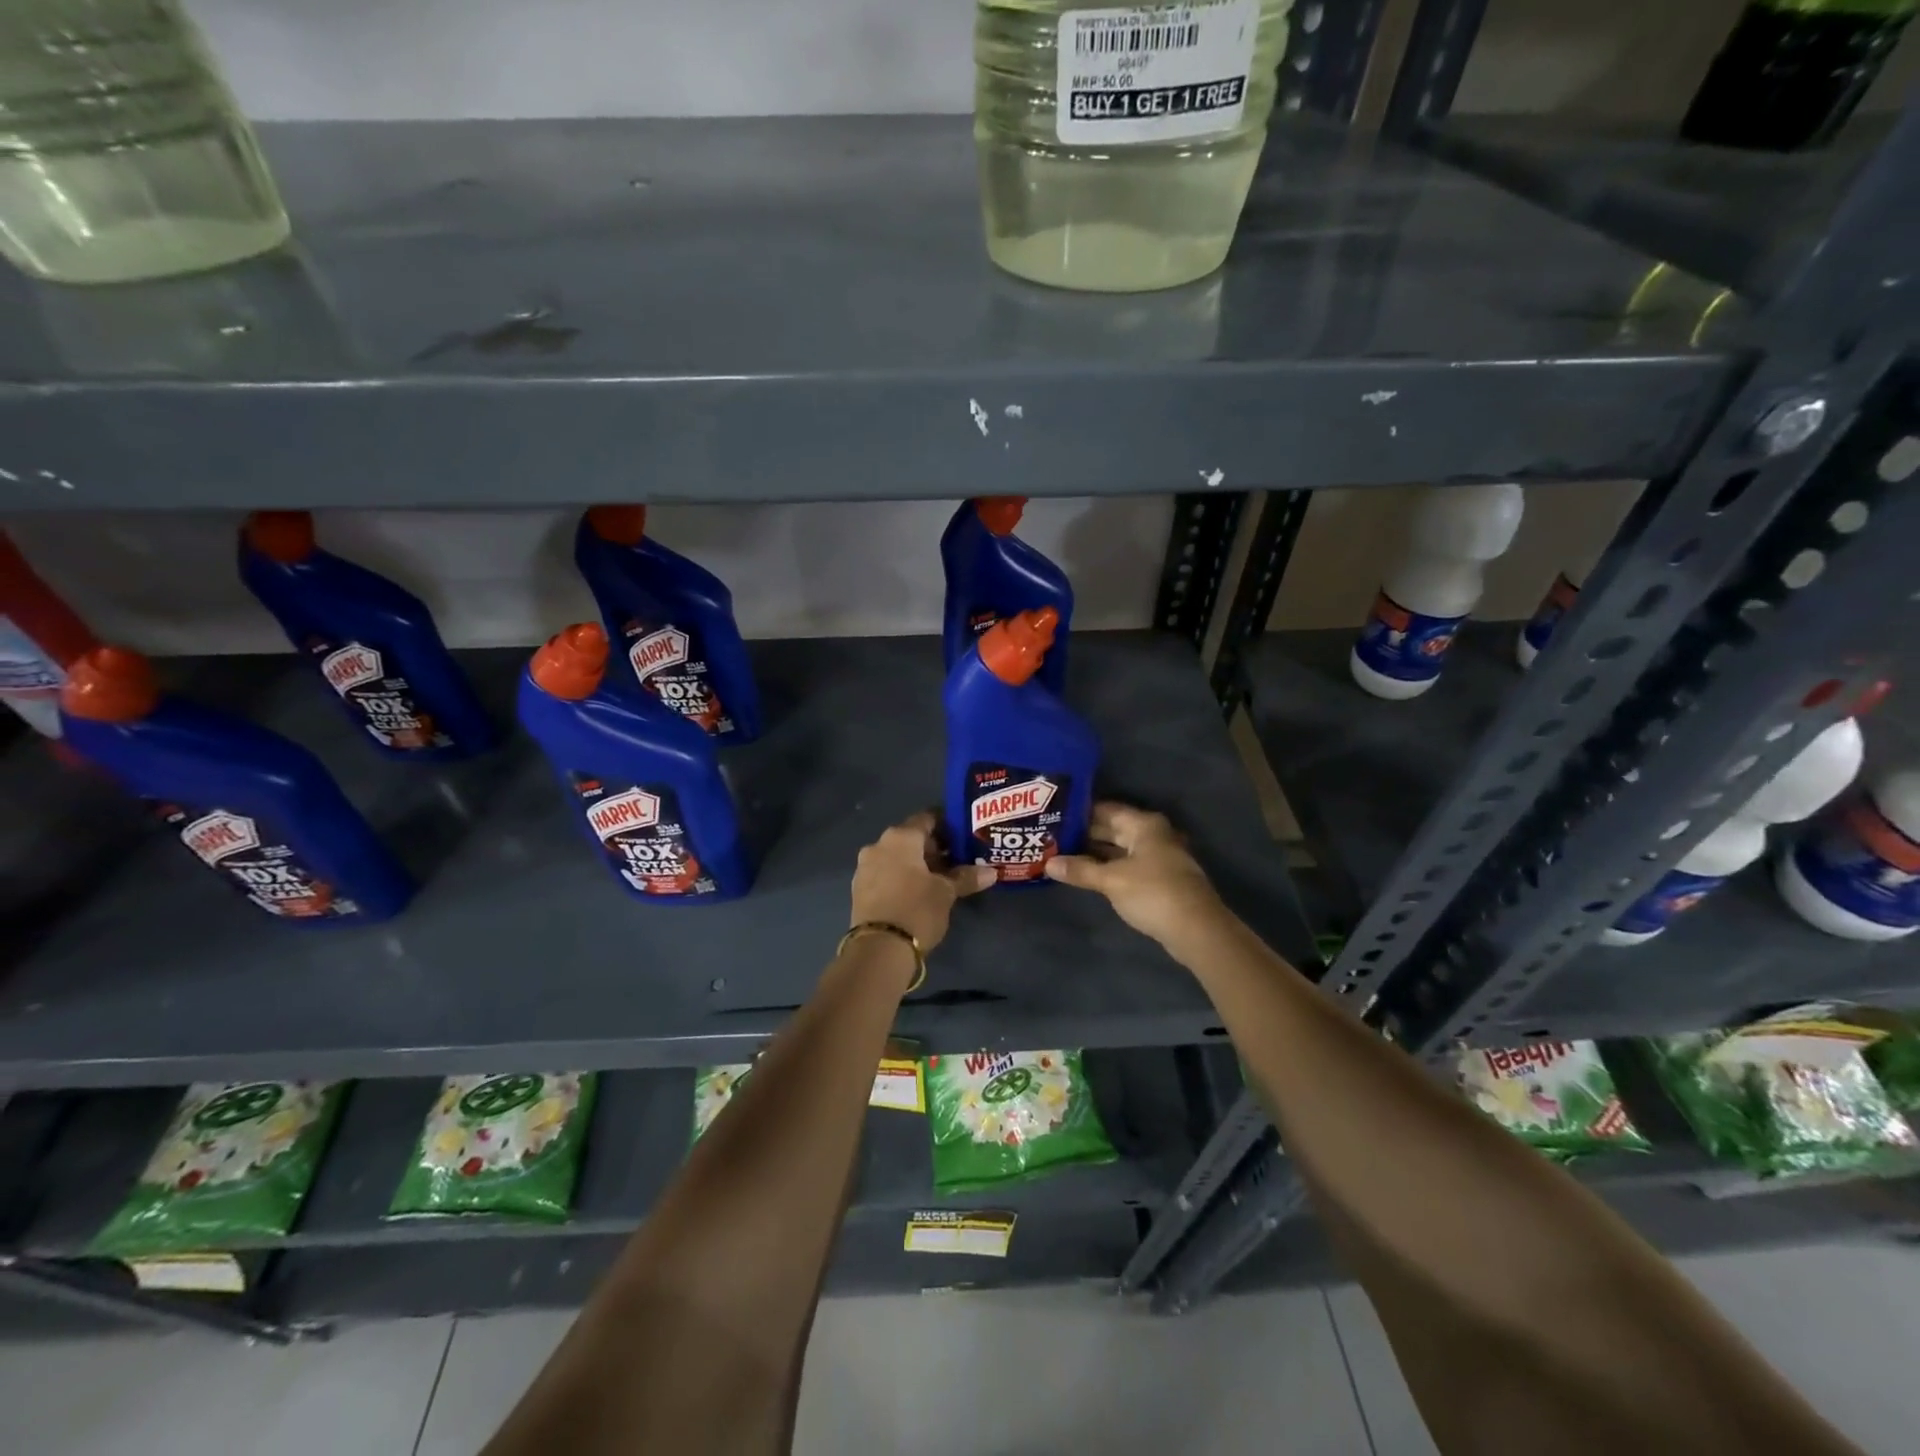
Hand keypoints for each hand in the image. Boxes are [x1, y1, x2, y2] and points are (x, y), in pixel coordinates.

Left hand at [851, 811, 994, 951]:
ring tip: (939, 879)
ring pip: (897, 856)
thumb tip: (991, 872)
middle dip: (933, 848)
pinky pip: (885, 873)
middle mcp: (878, 845)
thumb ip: (966, 877)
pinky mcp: (859, 889)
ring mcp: (865, 867)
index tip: (963, 836)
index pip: (927, 819)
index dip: (947, 825)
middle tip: (956, 860)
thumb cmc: (916, 909)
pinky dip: (901, 877)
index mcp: (900, 837)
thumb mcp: (946, 893)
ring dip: (916, 864)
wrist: (879, 949)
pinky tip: (917, 892)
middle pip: (911, 838)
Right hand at [1045, 802, 1223, 944]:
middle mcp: (1152, 835)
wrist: (1197, 930)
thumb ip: (1080, 870)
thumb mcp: (1111, 880)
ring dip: (1094, 854)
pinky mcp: (1158, 879)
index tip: (1052, 816)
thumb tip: (1048, 863)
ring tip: (1061, 854)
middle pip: (1112, 829)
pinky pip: (1126, 866)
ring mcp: (1157, 857)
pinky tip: (1085, 874)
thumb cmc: (1153, 893)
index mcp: (1144, 825)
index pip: (1105, 809)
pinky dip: (1107, 868)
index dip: (1079, 813)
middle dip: (1084, 834)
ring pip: (1118, 849)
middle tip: (1050, 837)